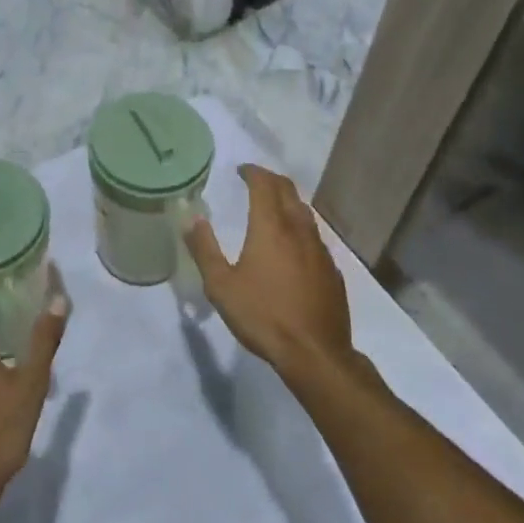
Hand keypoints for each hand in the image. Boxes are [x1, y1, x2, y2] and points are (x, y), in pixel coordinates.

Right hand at [184, 165, 350, 377]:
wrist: (315, 352)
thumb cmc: (263, 316)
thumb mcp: (221, 285)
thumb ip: (205, 249)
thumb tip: (192, 219)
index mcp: (271, 227)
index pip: (264, 185)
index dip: (252, 172)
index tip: (241, 170)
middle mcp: (298, 230)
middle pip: (288, 191)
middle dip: (272, 180)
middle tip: (256, 180)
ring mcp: (320, 250)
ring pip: (305, 213)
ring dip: (288, 202)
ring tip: (273, 208)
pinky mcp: (331, 270)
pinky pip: (314, 238)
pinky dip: (300, 229)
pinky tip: (293, 247)